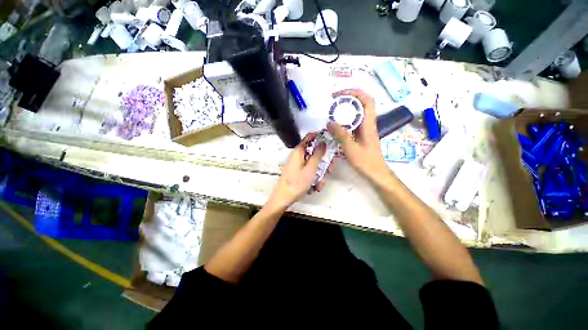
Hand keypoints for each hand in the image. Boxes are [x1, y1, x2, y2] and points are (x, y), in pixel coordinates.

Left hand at [267, 133, 326, 208]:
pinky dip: (314, 178)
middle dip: (323, 162)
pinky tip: (315, 187)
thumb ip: (318, 155)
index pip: (310, 137)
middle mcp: (298, 156)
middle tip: (329, 169)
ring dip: (320, 173)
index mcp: (299, 151)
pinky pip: (309, 171)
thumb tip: (323, 142)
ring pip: (313, 164)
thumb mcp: (311, 168)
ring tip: (320, 184)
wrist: (284, 198)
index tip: (330, 142)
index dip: (320, 137)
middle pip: (314, 152)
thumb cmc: (297, 182)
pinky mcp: (298, 172)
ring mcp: (298, 164)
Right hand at [327, 89, 389, 182]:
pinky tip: (334, 126)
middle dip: (346, 100)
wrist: (375, 172)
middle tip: (332, 104)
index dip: (355, 93)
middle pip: (360, 104)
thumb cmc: (366, 162)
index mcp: (368, 124)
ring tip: (331, 113)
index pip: (367, 100)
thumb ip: (341, 135)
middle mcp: (367, 123)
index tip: (339, 95)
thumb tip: (329, 122)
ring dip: (344, 110)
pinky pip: (351, 123)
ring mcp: (363, 129)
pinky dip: (343, 121)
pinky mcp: (360, 135)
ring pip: (355, 113)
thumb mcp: (351, 149)